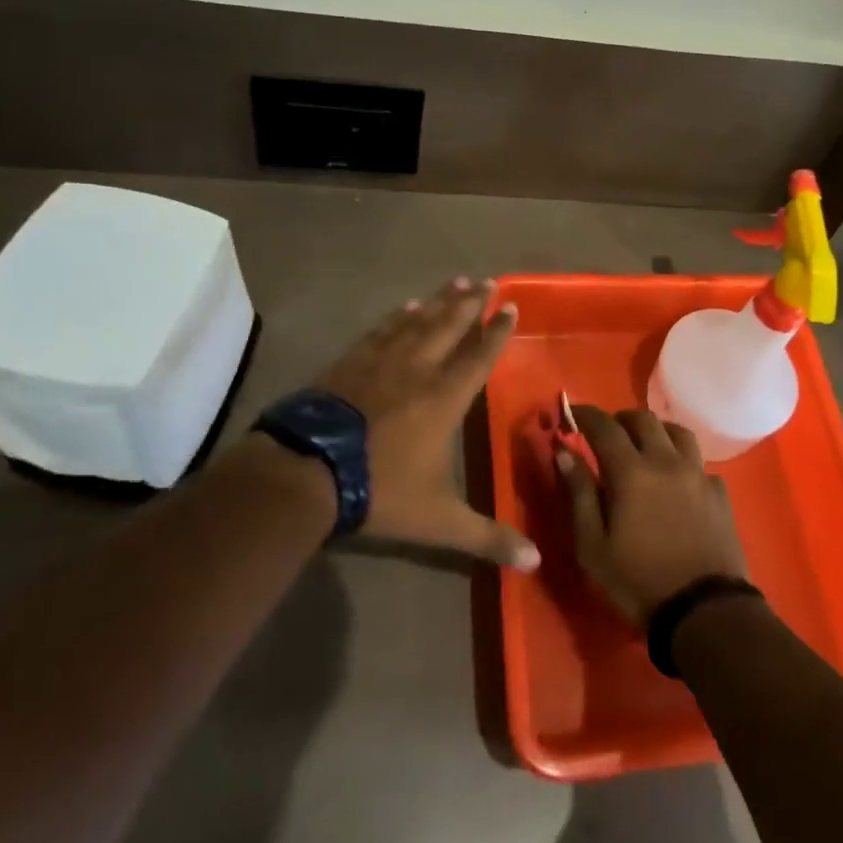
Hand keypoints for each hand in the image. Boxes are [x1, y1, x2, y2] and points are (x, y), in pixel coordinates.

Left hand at [311, 277, 538, 570]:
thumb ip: (486, 537)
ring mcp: (381, 361)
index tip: (510, 305)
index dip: (496, 331)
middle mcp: (418, 369)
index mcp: (444, 397)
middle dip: (471, 303)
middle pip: (450, 326)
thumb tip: (535, 561)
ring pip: (418, 321)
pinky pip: (382, 330)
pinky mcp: (350, 362)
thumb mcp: (438, 521)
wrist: (307, 471)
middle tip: (486, 280)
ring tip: (454, 282)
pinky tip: (405, 306)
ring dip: (439, 301)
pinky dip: (397, 316)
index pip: (479, 356)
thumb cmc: (379, 490)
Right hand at [557, 405, 747, 626]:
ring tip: (645, 445)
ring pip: (677, 432)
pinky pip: (699, 462)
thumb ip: (579, 494)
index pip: (604, 426)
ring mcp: (697, 474)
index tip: (572, 414)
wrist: (704, 611)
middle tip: (607, 433)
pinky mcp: (719, 493)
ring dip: (656, 430)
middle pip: (643, 419)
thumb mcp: (593, 546)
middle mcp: (666, 461)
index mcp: (631, 471)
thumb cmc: (638, 581)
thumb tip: (564, 452)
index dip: (586, 415)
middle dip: (620, 419)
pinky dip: (683, 460)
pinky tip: (677, 479)